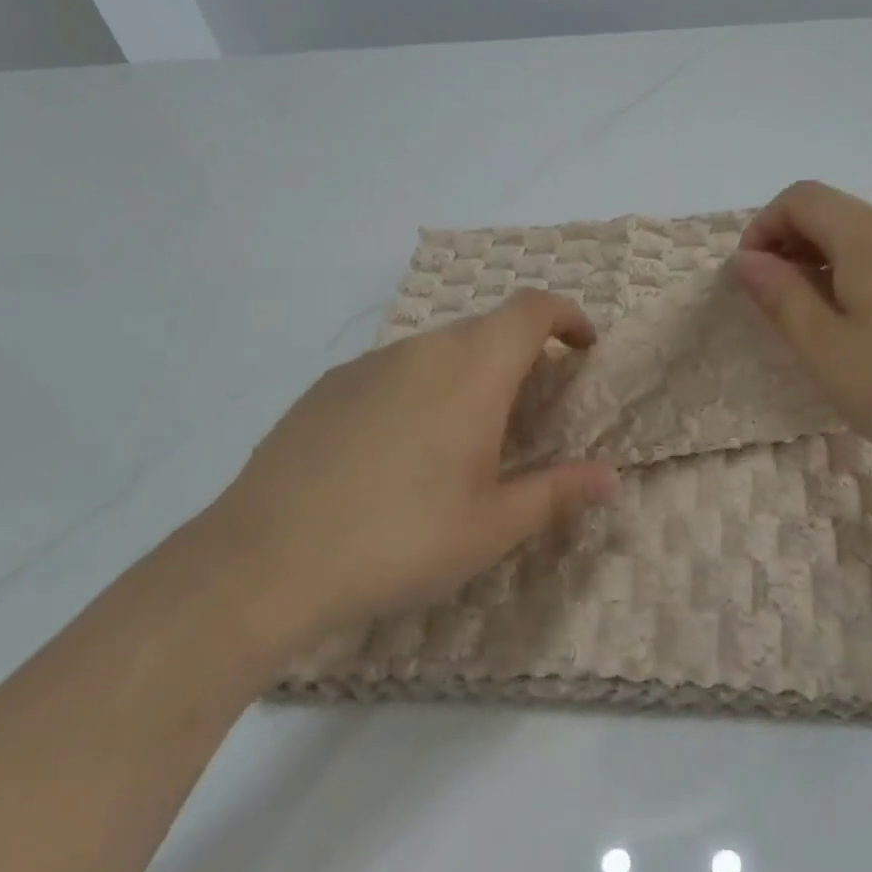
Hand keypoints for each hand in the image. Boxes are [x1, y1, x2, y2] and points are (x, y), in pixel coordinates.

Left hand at [191, 290, 616, 664]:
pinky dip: (421, 389)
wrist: (262, 562)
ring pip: (438, 349)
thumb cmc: (399, 539)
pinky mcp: (328, 386)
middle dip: (522, 355)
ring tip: (465, 437)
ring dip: (469, 373)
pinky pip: (395, 370)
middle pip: (487, 329)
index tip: (584, 348)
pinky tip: (399, 451)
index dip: (567, 316)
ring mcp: (369, 364)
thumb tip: (609, 477)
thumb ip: (557, 492)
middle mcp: (423, 349)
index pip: (533, 309)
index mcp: (473, 369)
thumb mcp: (492, 527)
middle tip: (531, 410)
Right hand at [732, 181, 871, 488]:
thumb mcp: (829, 352)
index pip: (801, 198)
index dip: (763, 228)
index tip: (752, 279)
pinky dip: (871, 283)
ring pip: (871, 243)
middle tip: (782, 311)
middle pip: (836, 216)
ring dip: (832, 271)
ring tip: (830, 331)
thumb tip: (748, 259)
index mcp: (871, 234)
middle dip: (794, 251)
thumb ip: (781, 298)